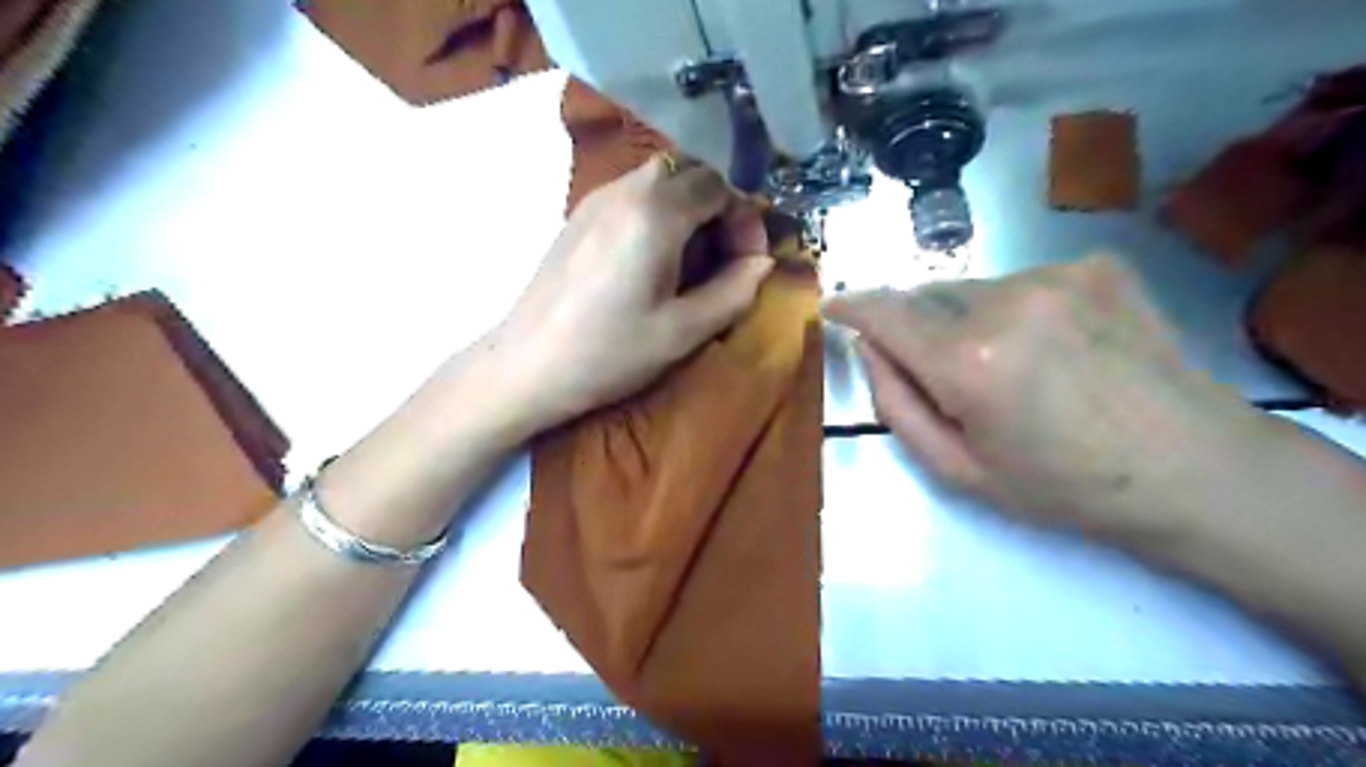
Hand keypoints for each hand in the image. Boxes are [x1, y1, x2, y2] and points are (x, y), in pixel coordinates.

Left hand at [490, 155, 767, 432]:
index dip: (746, 220)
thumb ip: (734, 291)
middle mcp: (625, 190)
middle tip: (726, 257)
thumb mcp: (683, 331)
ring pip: (660, 180)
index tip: (750, 262)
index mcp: (655, 212)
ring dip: (690, 210)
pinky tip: (655, 260)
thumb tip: (762, 264)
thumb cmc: (609, 353)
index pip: (719, 186)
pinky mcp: (578, 217)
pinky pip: (633, 195)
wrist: (527, 365)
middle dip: (720, 208)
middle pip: (690, 172)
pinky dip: (660, 214)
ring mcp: (596, 199)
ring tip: (694, 262)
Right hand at [820, 255, 1269, 535]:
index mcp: (968, 361)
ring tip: (1013, 367)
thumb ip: (896, 405)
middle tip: (948, 376)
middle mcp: (1006, 302)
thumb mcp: (959, 470)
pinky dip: (1015, 310)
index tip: (833, 309)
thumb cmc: (1064, 486)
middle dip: (919, 328)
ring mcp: (1056, 276)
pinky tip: (1055, 348)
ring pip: (972, 289)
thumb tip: (869, 348)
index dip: (852, 308)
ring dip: (967, 319)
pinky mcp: (1095, 266)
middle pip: (927, 298)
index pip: (884, 313)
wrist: (1193, 469)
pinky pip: (1021, 282)